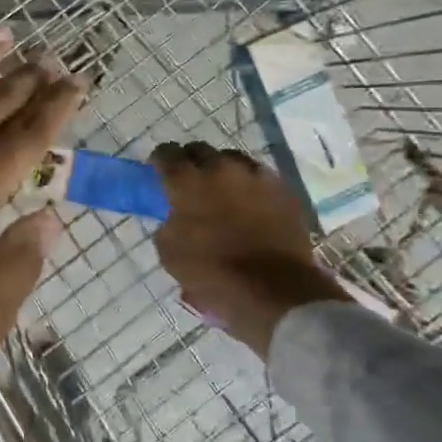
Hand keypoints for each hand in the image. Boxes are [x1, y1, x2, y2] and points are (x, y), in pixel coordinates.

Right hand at [150, 142, 352, 357]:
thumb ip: (168, 223)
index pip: (166, 154)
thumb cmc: (213, 274)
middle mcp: (220, 169)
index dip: (160, 161)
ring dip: (222, 169)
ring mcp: (256, 176)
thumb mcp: (170, 253)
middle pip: (200, 150)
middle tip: (189, 182)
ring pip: (232, 159)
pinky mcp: (282, 189)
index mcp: (187, 182)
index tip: (158, 172)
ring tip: (221, 189)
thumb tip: (175, 215)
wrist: (274, 290)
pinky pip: (259, 176)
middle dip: (191, 161)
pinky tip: (248, 201)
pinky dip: (249, 184)